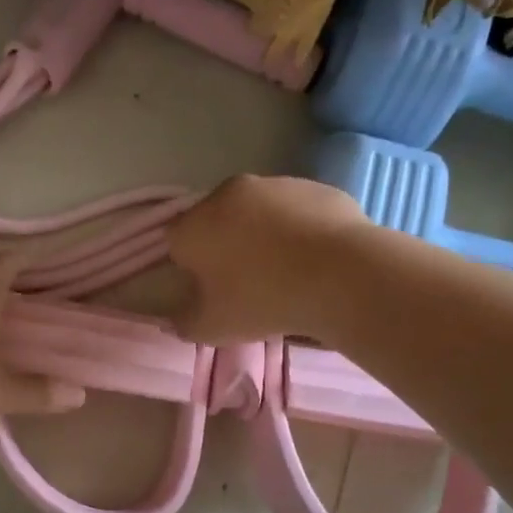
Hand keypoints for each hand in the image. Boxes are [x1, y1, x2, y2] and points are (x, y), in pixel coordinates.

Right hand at [167, 174, 371, 343]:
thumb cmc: (262, 300)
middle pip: (217, 221)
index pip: (177, 242)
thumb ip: (183, 323)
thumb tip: (172, 319)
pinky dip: (299, 229)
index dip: (190, 267)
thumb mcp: (212, 327)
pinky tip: (314, 259)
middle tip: (246, 282)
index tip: (210, 290)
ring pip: (258, 212)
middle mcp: (229, 193)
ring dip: (263, 235)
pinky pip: (297, 211)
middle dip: (225, 246)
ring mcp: (276, 184)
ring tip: (286, 271)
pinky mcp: (315, 187)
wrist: (340, 275)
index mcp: (195, 224)